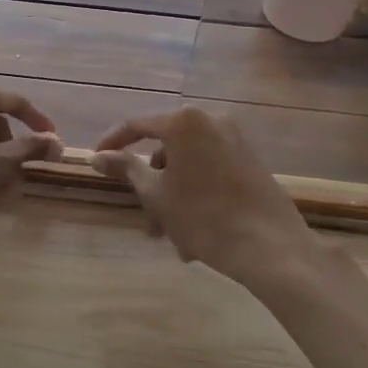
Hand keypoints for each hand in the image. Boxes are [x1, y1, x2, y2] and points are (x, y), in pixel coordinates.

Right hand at [93, 106, 317, 288]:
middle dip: (153, 185)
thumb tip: (97, 156)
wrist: (271, 247)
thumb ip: (125, 168)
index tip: (97, 161)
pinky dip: (197, 194)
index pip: (137, 125)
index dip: (113, 143)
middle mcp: (211, 120)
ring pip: (190, 164)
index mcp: (184, 122)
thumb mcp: (156, 194)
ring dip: (175, 196)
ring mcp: (236, 139)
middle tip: (147, 220)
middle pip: (167, 149)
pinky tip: (197, 235)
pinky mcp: (252, 160)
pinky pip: (211, 171)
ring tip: (175, 240)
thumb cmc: (203, 217)